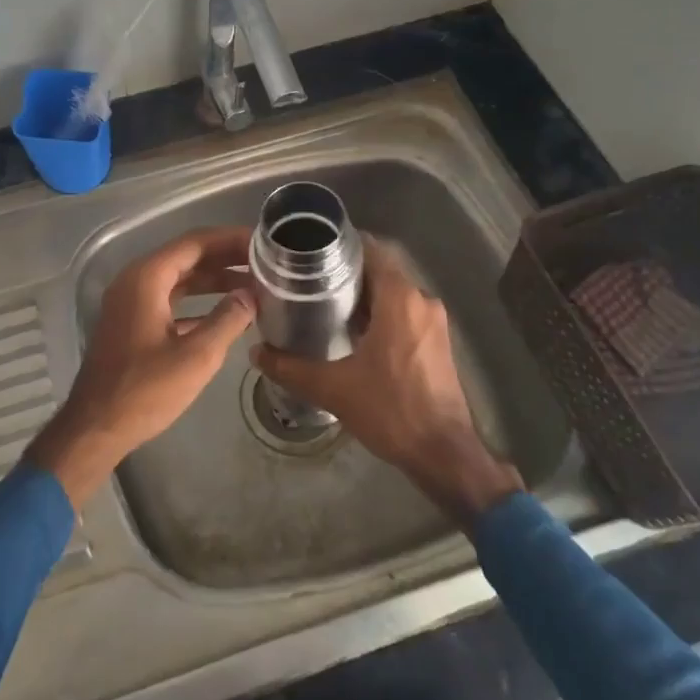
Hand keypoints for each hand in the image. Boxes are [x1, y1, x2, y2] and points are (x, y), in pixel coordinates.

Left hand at [26, 227, 255, 506]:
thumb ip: (227, 319)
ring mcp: (131, 302)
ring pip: (179, 279)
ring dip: (214, 280)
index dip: (230, 240)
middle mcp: (135, 281)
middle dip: (225, 258)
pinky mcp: (132, 323)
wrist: (95, 427)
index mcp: (147, 278)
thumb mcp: (196, 356)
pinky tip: (226, 314)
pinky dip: (197, 302)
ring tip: (253, 285)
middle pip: (187, 257)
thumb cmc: (145, 390)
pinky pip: (169, 300)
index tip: (262, 243)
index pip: (195, 243)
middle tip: (265, 262)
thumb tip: (251, 295)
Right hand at [252, 238, 523, 524]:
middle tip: (308, 278)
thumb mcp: (333, 389)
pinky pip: (404, 312)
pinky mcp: (437, 342)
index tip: (312, 249)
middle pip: (381, 270)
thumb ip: (291, 367)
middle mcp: (422, 301)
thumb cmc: (391, 410)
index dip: (343, 245)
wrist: (444, 454)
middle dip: (347, 271)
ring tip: (323, 302)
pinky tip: (351, 330)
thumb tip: (256, 353)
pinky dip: (379, 312)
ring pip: (393, 293)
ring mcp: (433, 323)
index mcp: (400, 299)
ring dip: (363, 294)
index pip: (373, 250)